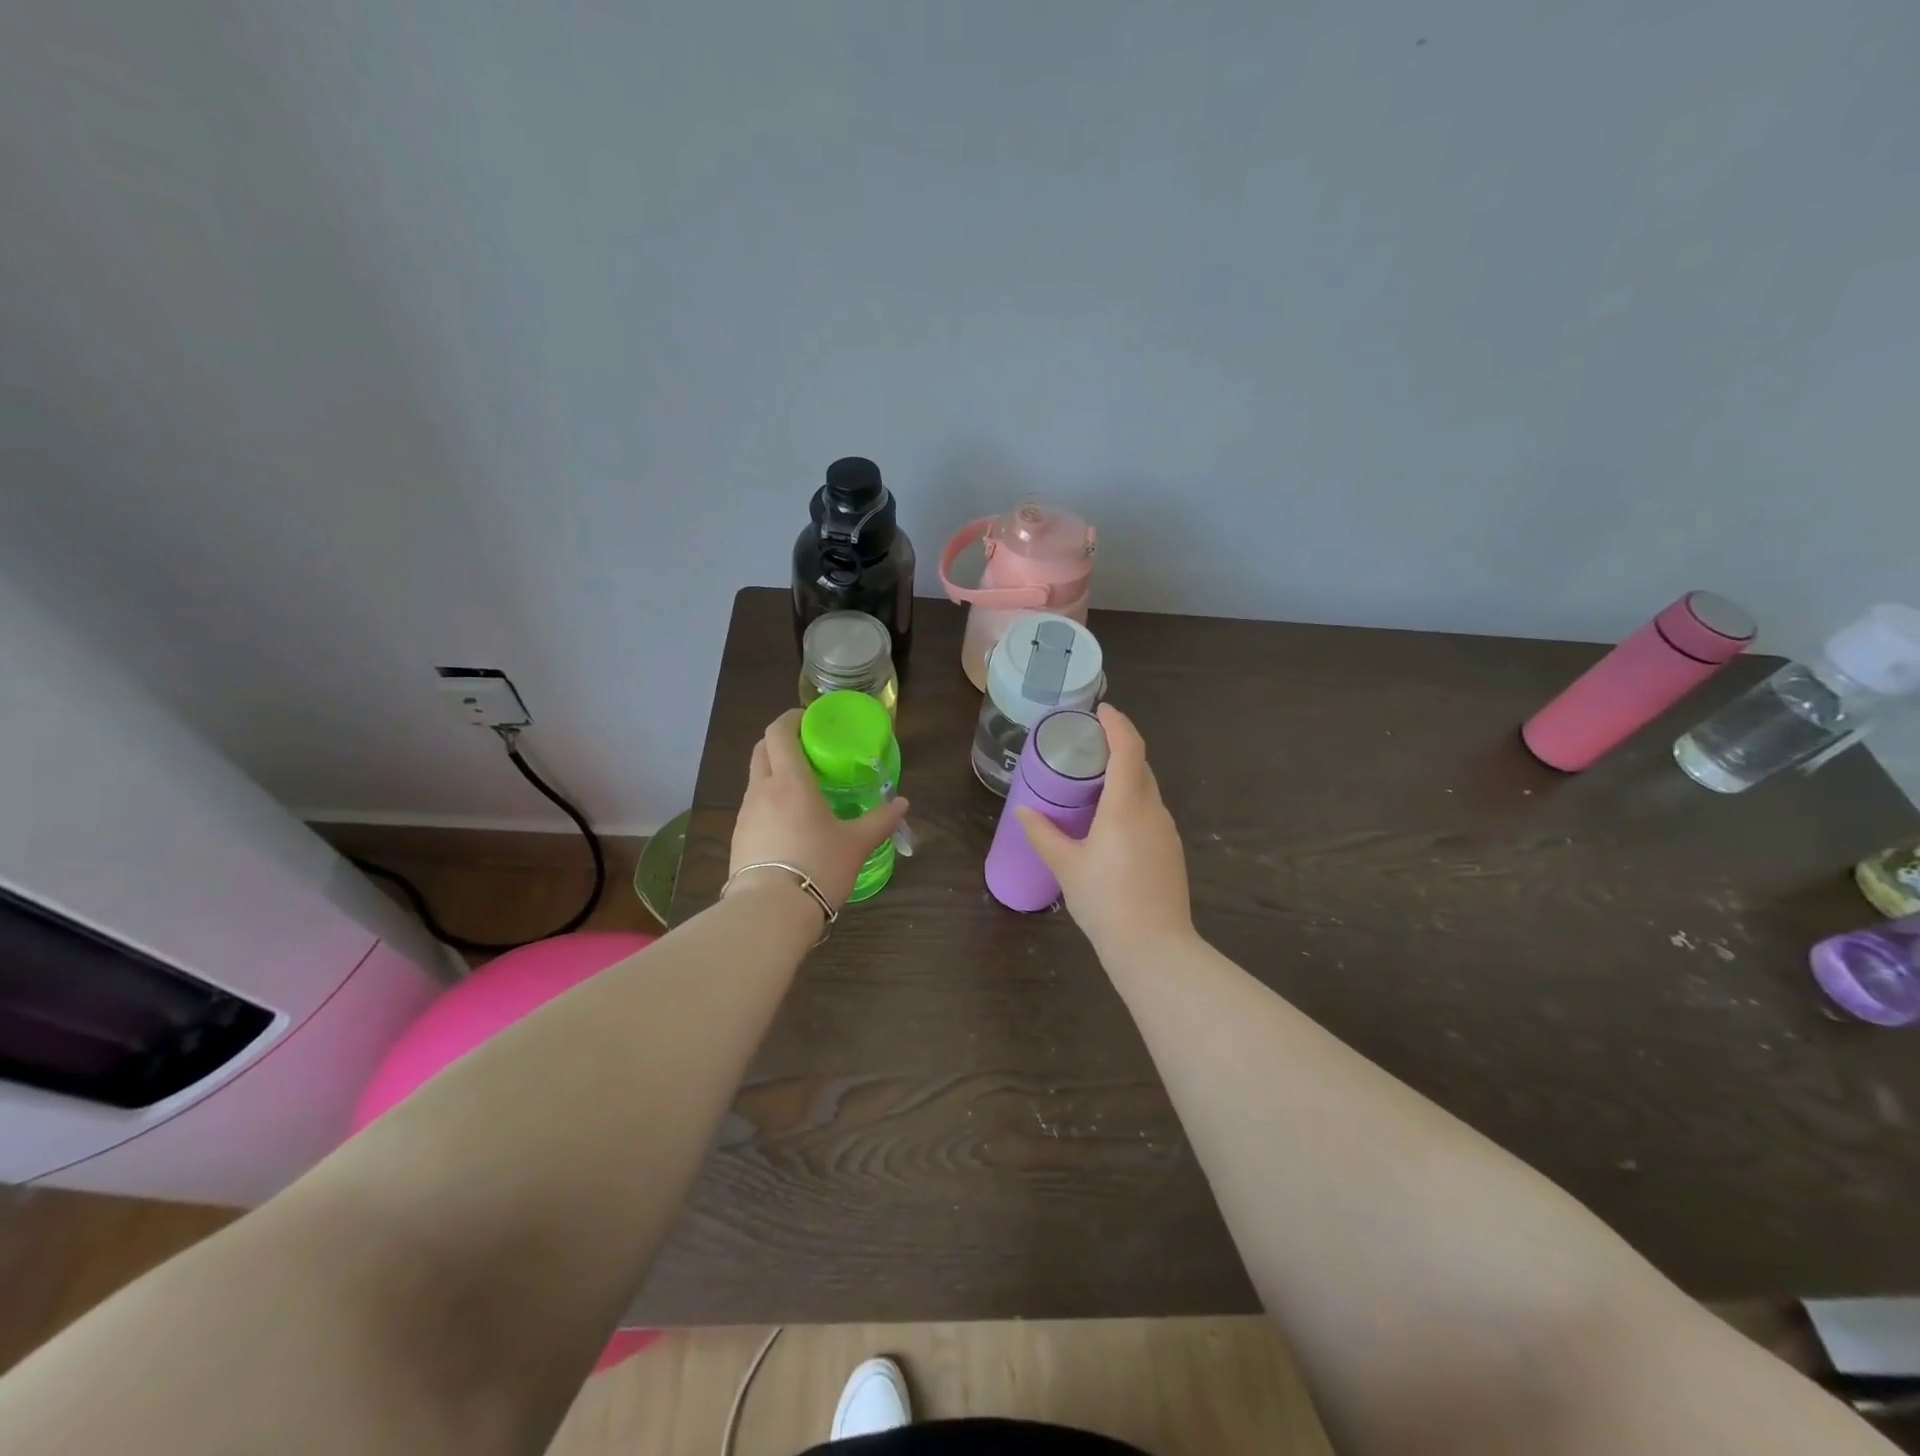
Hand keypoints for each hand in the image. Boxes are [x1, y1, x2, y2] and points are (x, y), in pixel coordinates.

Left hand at [730, 709, 909, 911]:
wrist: (770, 911)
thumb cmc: (818, 866)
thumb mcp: (856, 844)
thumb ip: (880, 820)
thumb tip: (903, 804)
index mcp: (790, 781)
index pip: (779, 733)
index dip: (790, 719)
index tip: (808, 719)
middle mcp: (762, 790)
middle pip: (762, 750)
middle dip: (780, 741)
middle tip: (807, 749)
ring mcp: (745, 814)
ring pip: (756, 779)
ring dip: (774, 773)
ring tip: (801, 788)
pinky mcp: (738, 838)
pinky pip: (753, 806)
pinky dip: (768, 801)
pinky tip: (787, 821)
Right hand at [1015, 704, 1193, 955]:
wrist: (1154, 948)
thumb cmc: (1106, 902)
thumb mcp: (1066, 866)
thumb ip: (1043, 834)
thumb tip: (1023, 811)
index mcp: (1127, 806)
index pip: (1129, 748)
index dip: (1117, 723)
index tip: (1100, 710)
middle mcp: (1153, 810)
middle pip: (1140, 765)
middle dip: (1118, 747)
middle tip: (1087, 745)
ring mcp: (1167, 831)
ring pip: (1147, 790)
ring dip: (1125, 776)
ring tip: (1093, 782)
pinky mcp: (1171, 850)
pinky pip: (1150, 811)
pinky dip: (1132, 801)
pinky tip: (1111, 821)